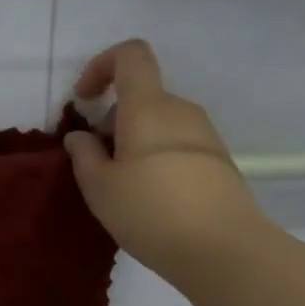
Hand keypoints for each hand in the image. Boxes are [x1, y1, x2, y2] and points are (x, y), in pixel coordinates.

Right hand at [64, 40, 270, 281]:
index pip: (131, 55)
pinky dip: (156, 158)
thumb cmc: (151, 211)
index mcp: (148, 107)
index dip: (101, 66)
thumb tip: (80, 136)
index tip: (84, 101)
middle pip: (141, 96)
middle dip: (112, 120)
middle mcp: (180, 111)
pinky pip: (177, 145)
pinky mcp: (218, 162)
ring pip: (159, 123)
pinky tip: (150, 200)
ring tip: (121, 187)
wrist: (224, 250)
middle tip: (96, 163)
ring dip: (133, 142)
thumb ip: (84, 155)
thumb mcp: (99, 187)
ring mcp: (205, 135)